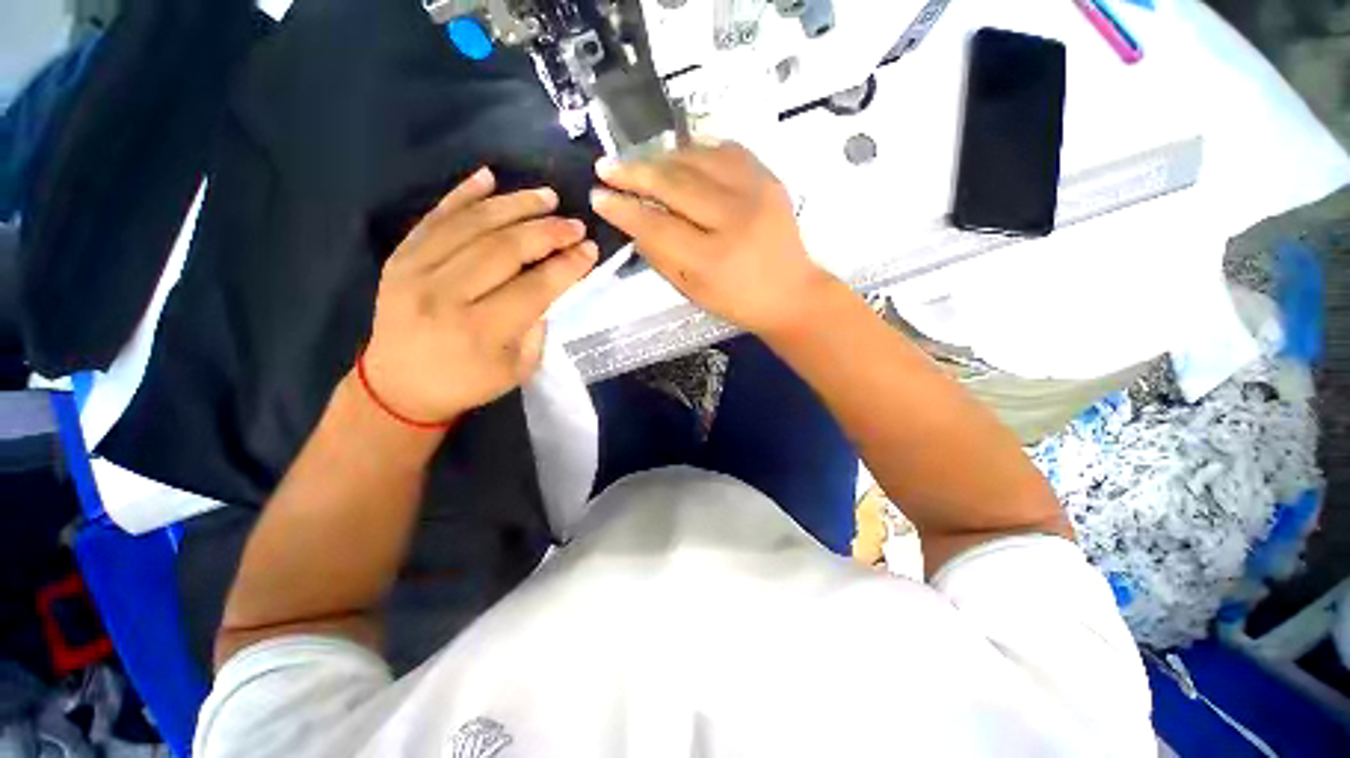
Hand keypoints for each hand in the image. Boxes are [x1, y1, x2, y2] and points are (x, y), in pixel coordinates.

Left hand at [361, 168, 597, 424]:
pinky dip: (463, 194)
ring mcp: (416, 271)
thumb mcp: (518, 368)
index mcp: (480, 330)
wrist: (398, 387)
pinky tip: (488, 177)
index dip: (567, 265)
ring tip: (546, 196)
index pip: (534, 287)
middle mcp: (445, 295)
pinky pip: (435, 217)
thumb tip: (552, 283)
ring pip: (472, 224)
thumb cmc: (468, 383)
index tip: (590, 249)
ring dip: (514, 205)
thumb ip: (538, 326)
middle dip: (547, 232)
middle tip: (574, 223)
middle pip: (504, 249)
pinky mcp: (399, 257)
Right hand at [590, 142, 834, 335]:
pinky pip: (724, 149)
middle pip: (673, 183)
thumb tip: (633, 223)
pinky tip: (680, 158)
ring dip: (661, 158)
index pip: (656, 225)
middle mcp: (734, 219)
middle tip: (606, 167)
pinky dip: (696, 151)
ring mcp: (755, 192)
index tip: (599, 196)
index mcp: (713, 259)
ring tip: (640, 164)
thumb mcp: (693, 291)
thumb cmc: (738, 302)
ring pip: (696, 159)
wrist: (791, 293)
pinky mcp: (769, 177)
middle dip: (633, 172)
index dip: (623, 209)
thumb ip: (660, 257)